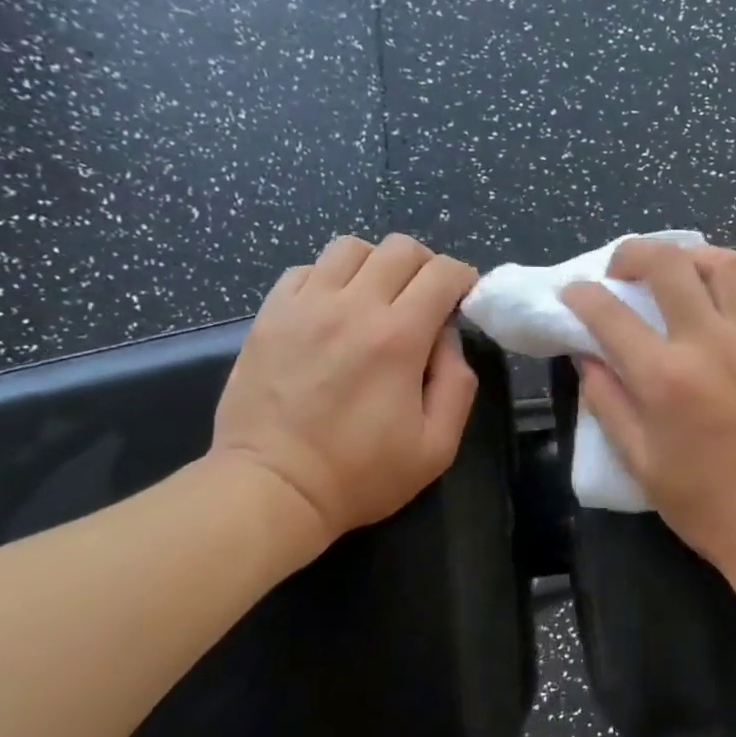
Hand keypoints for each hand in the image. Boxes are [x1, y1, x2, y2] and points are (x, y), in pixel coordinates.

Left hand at [210, 234, 479, 552]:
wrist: (273, 489)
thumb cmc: (363, 474)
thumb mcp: (438, 445)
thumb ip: (458, 384)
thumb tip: (448, 340)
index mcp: (398, 337)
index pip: (443, 273)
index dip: (464, 279)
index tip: (465, 301)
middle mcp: (352, 307)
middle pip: (400, 248)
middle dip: (426, 266)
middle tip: (428, 300)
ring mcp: (304, 307)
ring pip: (351, 247)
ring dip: (378, 265)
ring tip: (380, 299)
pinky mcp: (270, 316)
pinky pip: (307, 270)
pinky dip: (331, 278)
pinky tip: (336, 309)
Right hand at [562, 239, 735, 574]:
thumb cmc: (706, 503)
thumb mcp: (640, 462)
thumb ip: (608, 402)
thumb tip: (586, 357)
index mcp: (664, 377)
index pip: (609, 312)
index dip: (581, 295)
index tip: (573, 293)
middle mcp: (709, 342)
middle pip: (668, 262)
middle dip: (633, 252)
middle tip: (621, 270)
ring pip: (723, 262)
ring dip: (690, 258)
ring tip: (675, 276)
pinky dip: (733, 288)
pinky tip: (721, 310)